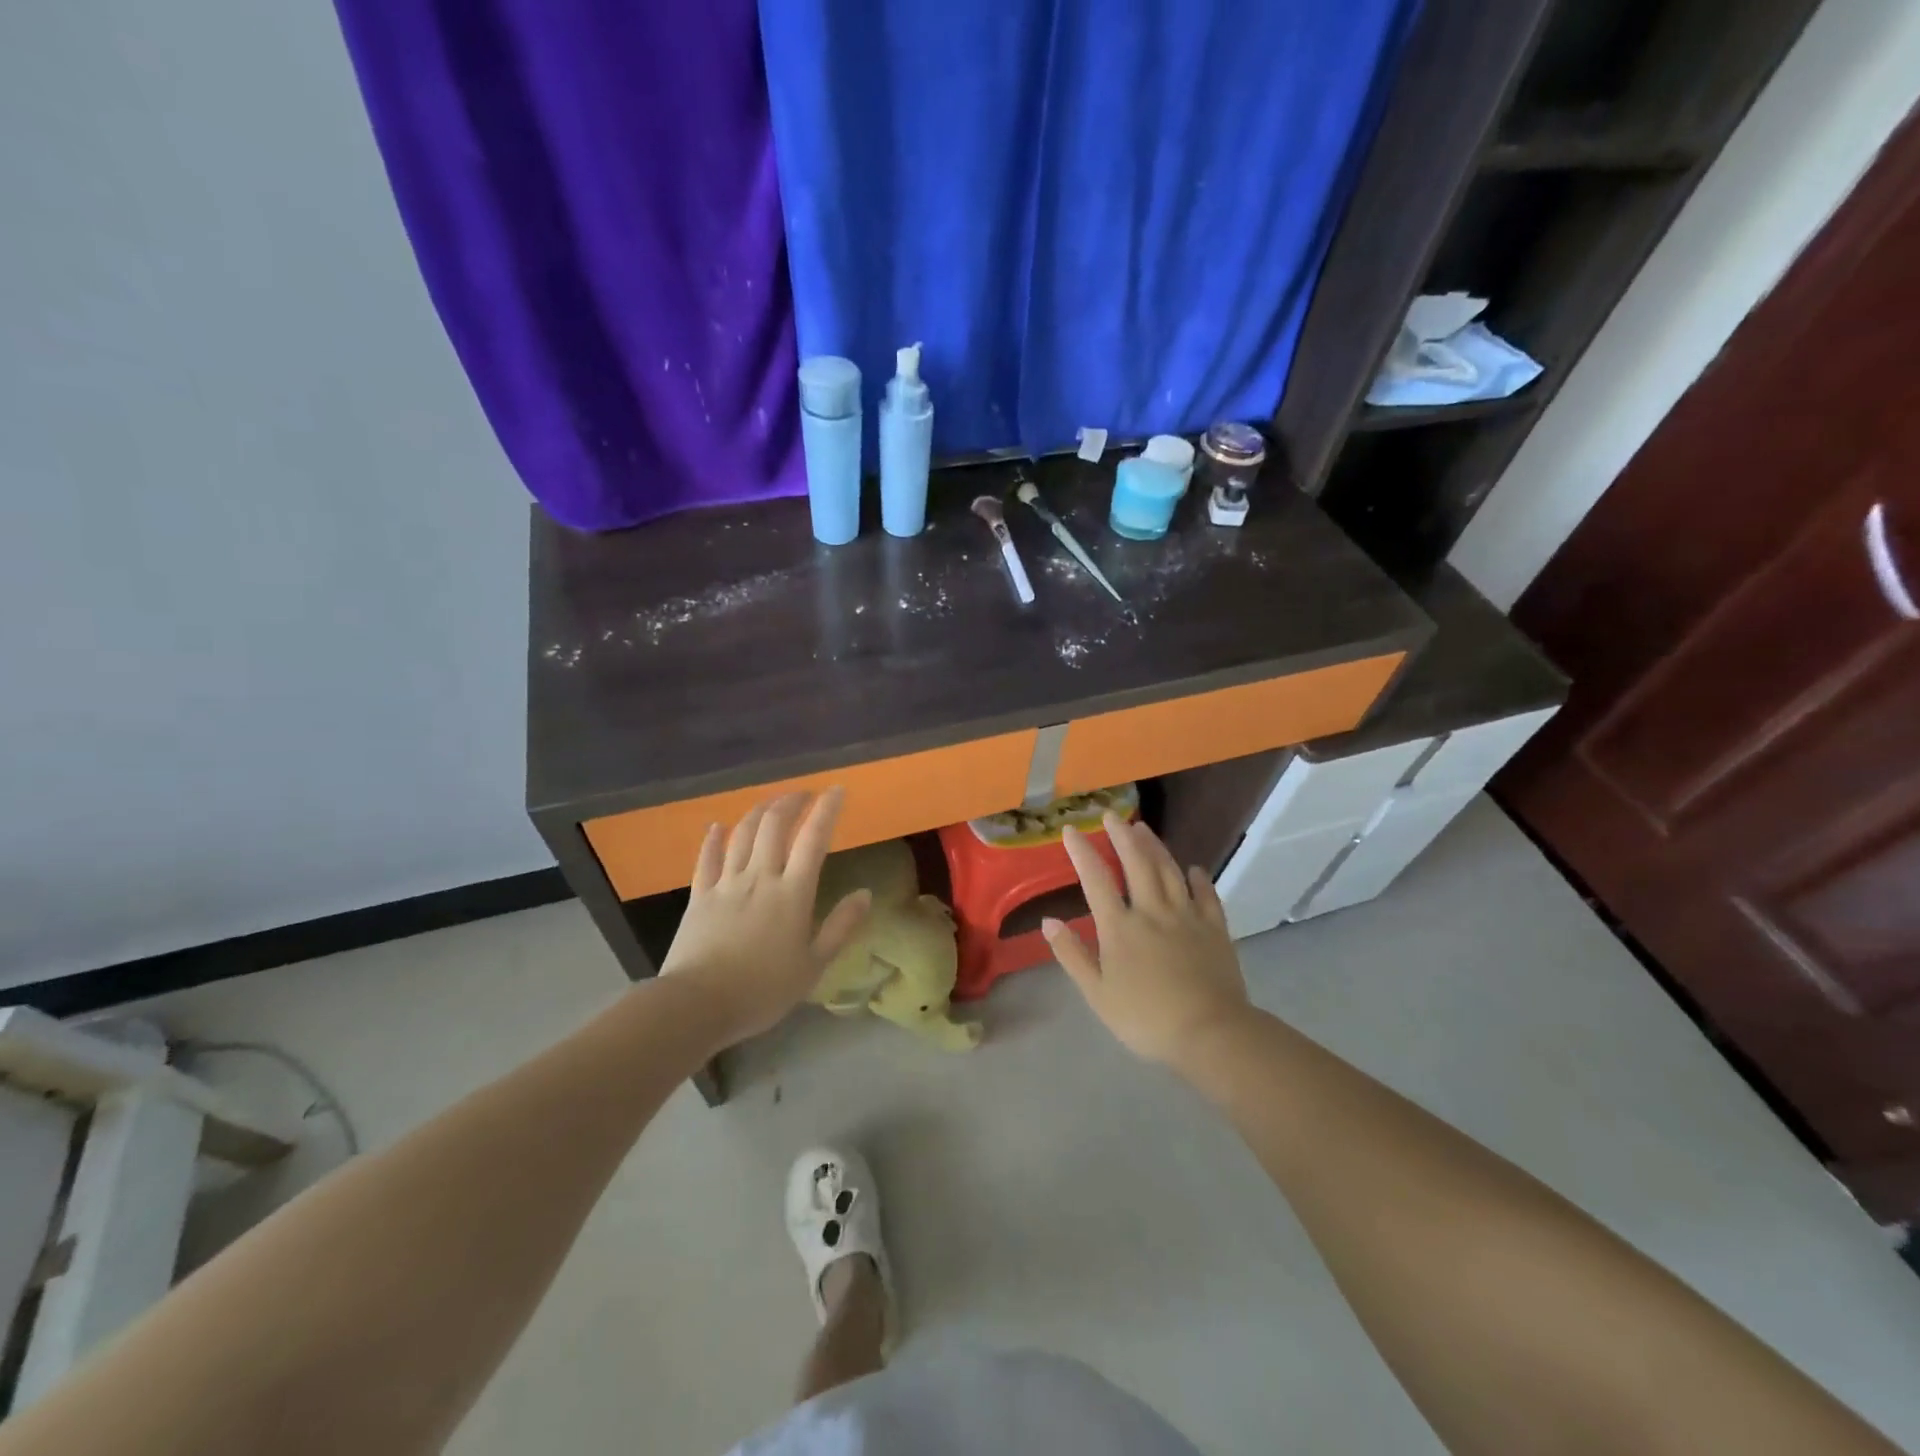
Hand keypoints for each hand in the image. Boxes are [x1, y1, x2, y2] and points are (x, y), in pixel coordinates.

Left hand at [658, 790, 872, 1046]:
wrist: (697, 1005)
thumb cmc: (762, 990)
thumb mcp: (813, 966)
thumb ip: (841, 927)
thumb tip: (866, 894)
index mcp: (792, 893)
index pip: (813, 839)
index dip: (826, 810)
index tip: (837, 790)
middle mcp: (760, 878)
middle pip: (775, 825)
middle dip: (791, 802)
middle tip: (804, 794)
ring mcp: (726, 884)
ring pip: (742, 834)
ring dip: (759, 812)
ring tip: (772, 804)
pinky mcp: (699, 896)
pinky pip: (707, 858)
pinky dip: (714, 838)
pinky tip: (717, 826)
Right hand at [1042, 812, 1249, 1070]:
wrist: (1210, 1033)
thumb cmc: (1146, 1018)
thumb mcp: (1097, 994)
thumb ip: (1072, 955)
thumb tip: (1048, 922)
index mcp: (1120, 927)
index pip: (1096, 879)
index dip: (1082, 852)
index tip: (1071, 830)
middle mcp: (1152, 911)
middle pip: (1136, 863)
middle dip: (1121, 836)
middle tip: (1112, 815)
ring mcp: (1186, 916)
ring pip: (1169, 871)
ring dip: (1154, 846)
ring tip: (1143, 828)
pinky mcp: (1215, 928)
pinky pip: (1206, 895)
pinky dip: (1198, 878)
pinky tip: (1193, 869)